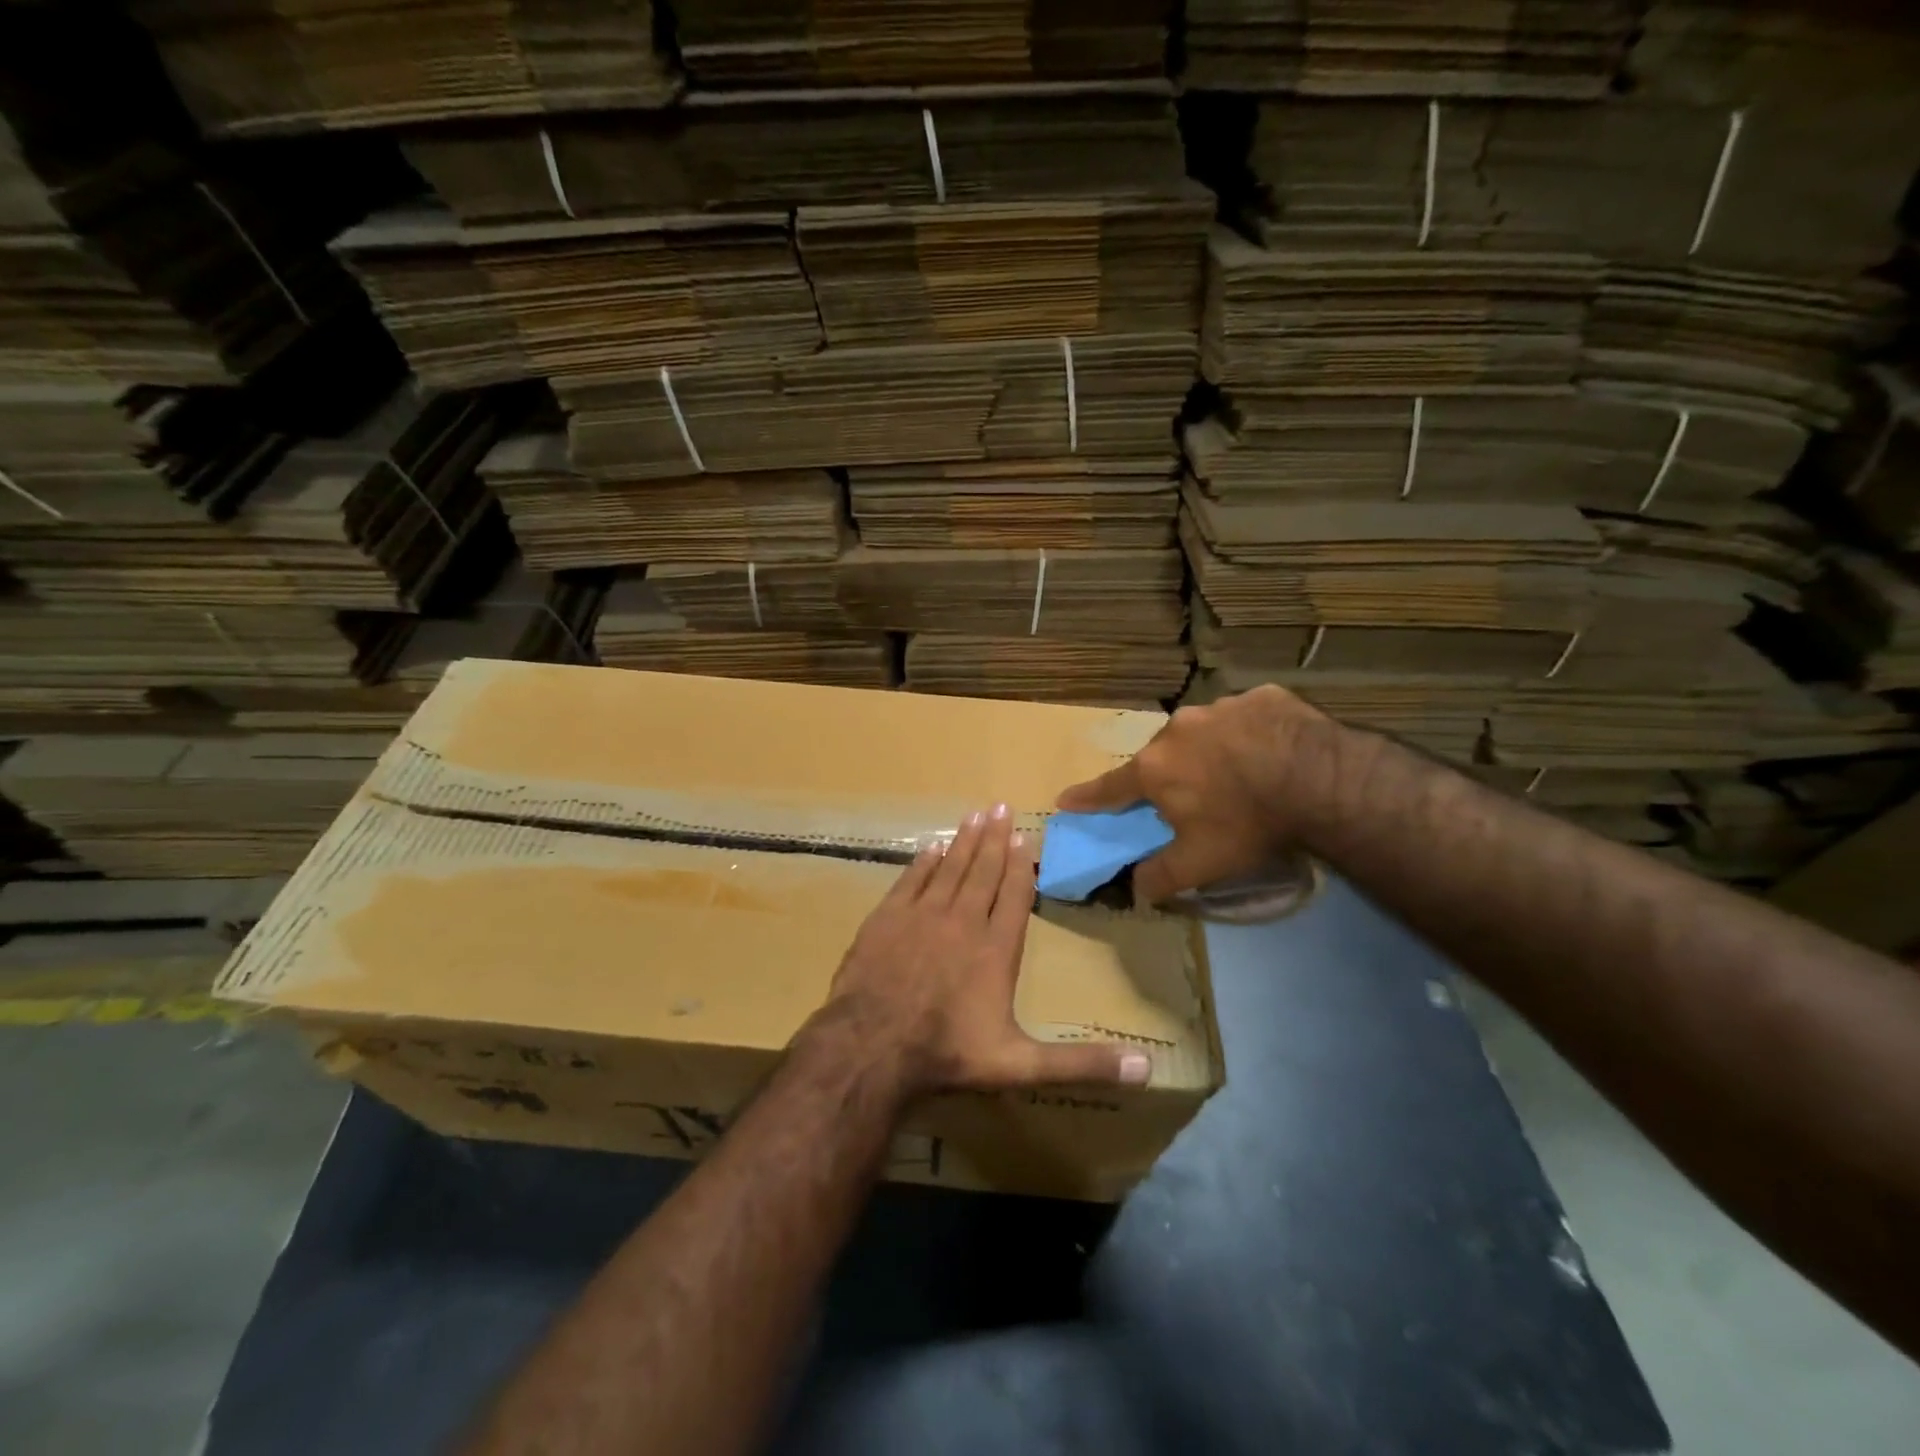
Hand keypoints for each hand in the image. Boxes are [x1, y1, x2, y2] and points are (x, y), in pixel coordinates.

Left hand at [811, 804, 1151, 1097]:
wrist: (872, 1046)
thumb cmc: (948, 1053)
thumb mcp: (1021, 1064)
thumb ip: (1081, 1062)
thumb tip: (1148, 1068)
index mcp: (996, 949)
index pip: (1013, 896)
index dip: (1020, 866)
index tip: (1025, 838)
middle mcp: (962, 921)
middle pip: (982, 871)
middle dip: (994, 839)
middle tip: (1001, 806)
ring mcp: (922, 916)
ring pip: (949, 868)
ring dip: (964, 841)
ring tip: (974, 814)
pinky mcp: (886, 918)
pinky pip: (911, 880)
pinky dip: (924, 861)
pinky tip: (932, 847)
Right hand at [1056, 684, 1325, 902]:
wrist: (1320, 780)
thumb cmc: (1248, 823)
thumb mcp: (1201, 863)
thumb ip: (1161, 876)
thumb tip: (1137, 889)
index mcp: (1155, 769)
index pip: (1110, 787)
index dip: (1087, 797)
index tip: (1066, 799)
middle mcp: (1177, 730)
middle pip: (1161, 757)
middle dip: (1167, 775)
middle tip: (1189, 796)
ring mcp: (1220, 707)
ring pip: (1203, 732)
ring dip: (1210, 751)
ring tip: (1238, 773)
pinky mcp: (1261, 696)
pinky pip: (1245, 717)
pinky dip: (1249, 734)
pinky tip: (1271, 751)